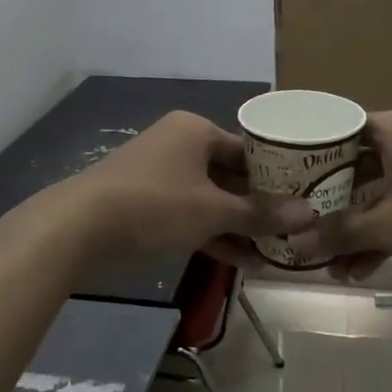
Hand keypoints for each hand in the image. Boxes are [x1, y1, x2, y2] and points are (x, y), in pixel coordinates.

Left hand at [67, 111, 313, 259]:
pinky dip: (210, 232)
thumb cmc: (156, 204)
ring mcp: (159, 173)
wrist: (80, 225)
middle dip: (257, 207)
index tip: (302, 200)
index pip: (248, 149)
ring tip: (271, 253)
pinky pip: (188, 213)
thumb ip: (260, 214)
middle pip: (229, 175)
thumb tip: (310, 216)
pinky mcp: (145, 201)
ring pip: (209, 198)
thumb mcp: (213, 211)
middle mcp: (179, 144)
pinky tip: (240, 261)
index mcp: (196, 130)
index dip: (277, 176)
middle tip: (290, 230)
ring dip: (236, 225)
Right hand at [287, 110, 391, 278]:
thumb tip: (297, 246)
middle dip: (329, 200)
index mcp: (391, 129)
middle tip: (299, 221)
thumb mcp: (386, 224)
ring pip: (377, 192)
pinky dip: (382, 233)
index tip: (284, 176)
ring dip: (355, 226)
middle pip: (354, 165)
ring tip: (327, 260)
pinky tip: (358, 269)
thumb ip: (339, 234)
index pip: (337, 129)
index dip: (309, 153)